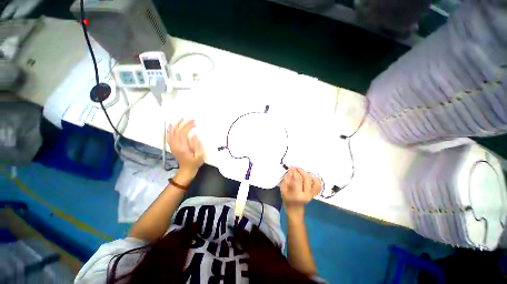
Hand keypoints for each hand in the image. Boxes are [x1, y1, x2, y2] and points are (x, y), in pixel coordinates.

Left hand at [167, 119, 205, 179]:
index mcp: (183, 148)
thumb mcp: (200, 155)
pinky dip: (169, 130)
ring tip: (181, 119)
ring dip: (176, 125)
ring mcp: (172, 146)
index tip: (194, 122)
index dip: (188, 126)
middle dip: (184, 124)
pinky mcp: (172, 147)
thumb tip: (194, 135)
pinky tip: (171, 126)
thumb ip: (197, 145)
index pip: (183, 133)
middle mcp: (175, 146)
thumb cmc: (195, 162)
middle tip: (191, 119)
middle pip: (177, 131)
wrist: (187, 170)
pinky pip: (168, 137)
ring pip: (172, 133)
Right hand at [281, 167, 321, 217]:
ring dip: (308, 174)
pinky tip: (309, 176)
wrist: (295, 210)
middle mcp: (307, 194)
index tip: (290, 167)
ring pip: (314, 181)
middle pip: (307, 178)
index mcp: (297, 194)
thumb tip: (290, 171)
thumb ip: (286, 180)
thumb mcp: (283, 190)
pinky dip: (315, 179)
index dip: (294, 171)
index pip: (298, 179)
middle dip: (301, 170)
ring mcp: (312, 194)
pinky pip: (318, 185)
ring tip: (302, 172)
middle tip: (296, 167)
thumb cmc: (287, 200)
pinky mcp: (315, 194)